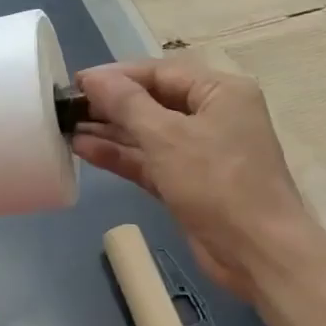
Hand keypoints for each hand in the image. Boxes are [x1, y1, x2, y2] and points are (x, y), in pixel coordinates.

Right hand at [73, 59, 312, 298]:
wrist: (257, 252)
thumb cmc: (217, 182)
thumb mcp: (166, 137)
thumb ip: (126, 103)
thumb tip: (93, 78)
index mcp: (220, 92)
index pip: (160, 73)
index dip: (116, 76)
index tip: (77, 82)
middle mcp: (213, 116)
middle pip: (153, 101)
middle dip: (111, 105)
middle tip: (68, 108)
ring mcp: (202, 152)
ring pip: (149, 134)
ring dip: (111, 131)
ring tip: (68, 128)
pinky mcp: (189, 183)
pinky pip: (150, 161)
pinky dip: (122, 156)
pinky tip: (86, 150)